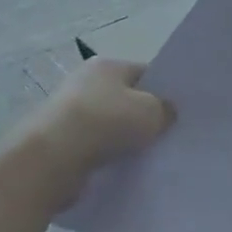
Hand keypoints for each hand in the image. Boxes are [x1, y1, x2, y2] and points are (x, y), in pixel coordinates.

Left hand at [14, 58, 172, 201]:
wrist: (50, 159)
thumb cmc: (106, 122)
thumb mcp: (153, 112)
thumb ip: (166, 110)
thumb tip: (166, 113)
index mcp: (107, 65)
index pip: (146, 73)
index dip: (165, 91)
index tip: (182, 112)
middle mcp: (85, 82)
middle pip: (127, 98)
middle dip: (145, 116)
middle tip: (170, 134)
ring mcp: (69, 112)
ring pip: (111, 124)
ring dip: (126, 138)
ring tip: (149, 154)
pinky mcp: (59, 141)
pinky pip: (95, 145)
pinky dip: (108, 154)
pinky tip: (124, 166)